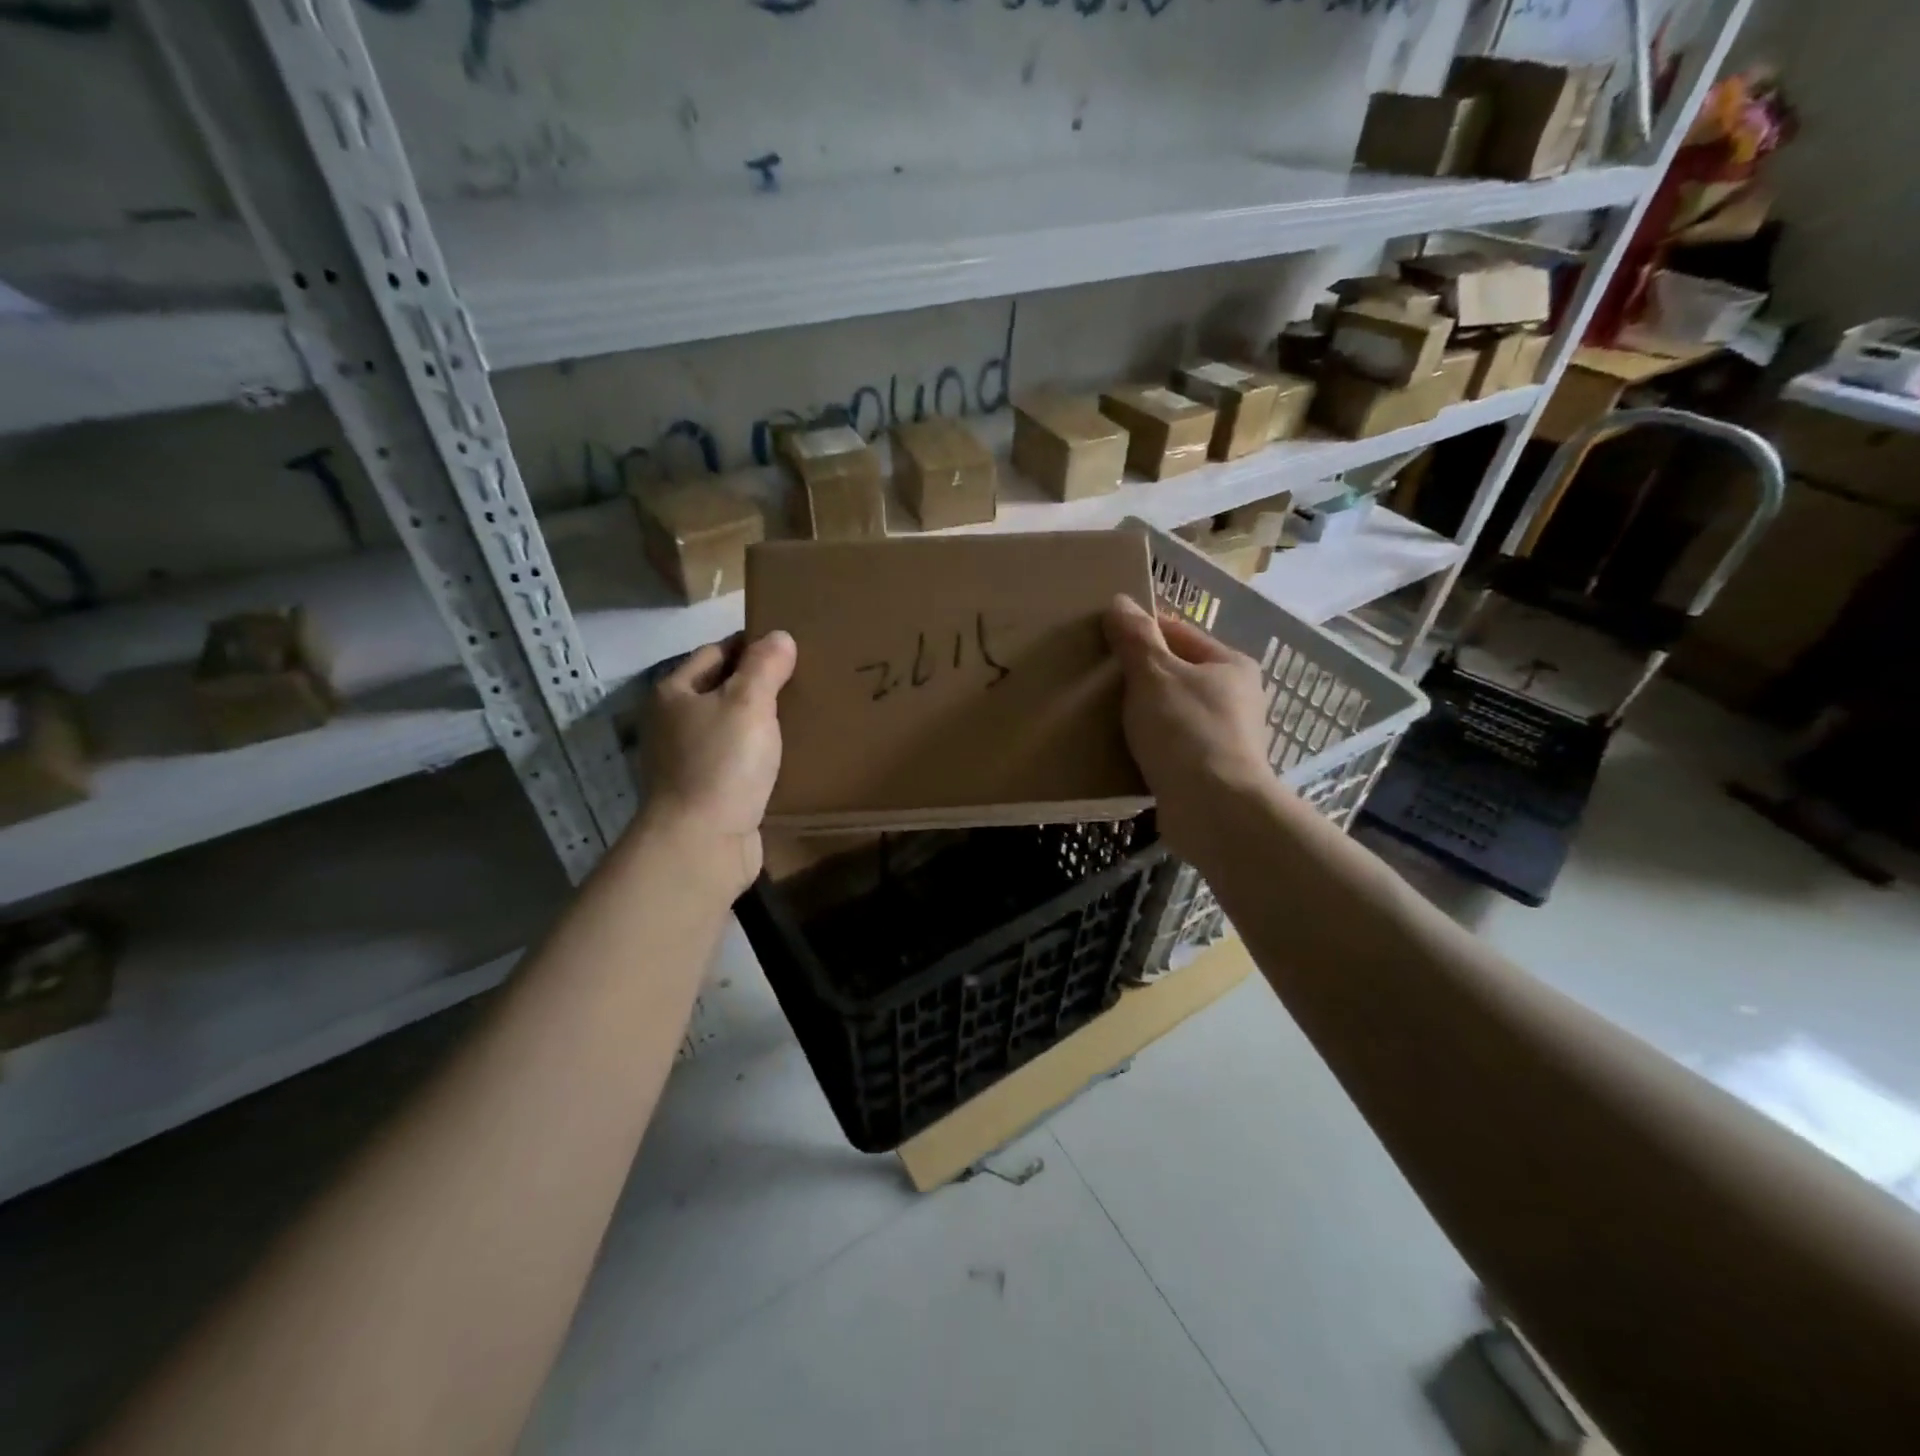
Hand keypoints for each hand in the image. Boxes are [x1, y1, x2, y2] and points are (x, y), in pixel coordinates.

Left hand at [641, 630, 796, 894]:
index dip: (752, 645)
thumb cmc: (722, 763)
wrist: (702, 844)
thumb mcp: (748, 703)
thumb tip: (779, 636)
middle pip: (723, 690)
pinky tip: (791, 757)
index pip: (717, 652)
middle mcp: (674, 723)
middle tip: (806, 680)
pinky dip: (761, 757)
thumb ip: (765, 665)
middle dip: (761, 685)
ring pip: (733, 728)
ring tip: (806, 715)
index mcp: (674, 692)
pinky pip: (739, 762)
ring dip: (763, 724)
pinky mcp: (707, 792)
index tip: (792, 648)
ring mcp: (688, 760)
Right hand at [1104, 594, 1275, 859]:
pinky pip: (1171, 746)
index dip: (1140, 632)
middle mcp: (1234, 697)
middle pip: (1176, 673)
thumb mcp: (1154, 675)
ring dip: (1142, 713)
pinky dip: (1149, 744)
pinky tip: (1123, 749)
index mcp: (1230, 664)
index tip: (1102, 640)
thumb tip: (1120, 601)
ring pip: (1172, 711)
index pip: (1178, 632)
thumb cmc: (1186, 731)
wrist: (1214, 810)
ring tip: (1102, 715)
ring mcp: (1225, 736)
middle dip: (1138, 675)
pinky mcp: (1210, 771)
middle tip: (1096, 679)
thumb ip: (1136, 638)